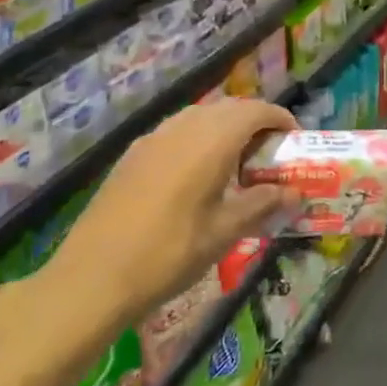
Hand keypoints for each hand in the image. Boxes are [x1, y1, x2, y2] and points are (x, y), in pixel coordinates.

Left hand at [38, 98, 298, 333]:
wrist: (92, 277)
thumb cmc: (168, 253)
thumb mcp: (223, 232)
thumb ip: (261, 204)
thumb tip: (293, 192)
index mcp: (211, 140)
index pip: (256, 111)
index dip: (279, 119)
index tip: (294, 140)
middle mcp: (183, 127)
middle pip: (229, 108)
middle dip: (255, 123)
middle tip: (270, 155)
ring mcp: (154, 138)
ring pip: (200, 117)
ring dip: (225, 130)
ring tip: (237, 166)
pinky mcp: (133, 154)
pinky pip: (176, 132)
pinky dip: (198, 141)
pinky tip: (198, 177)